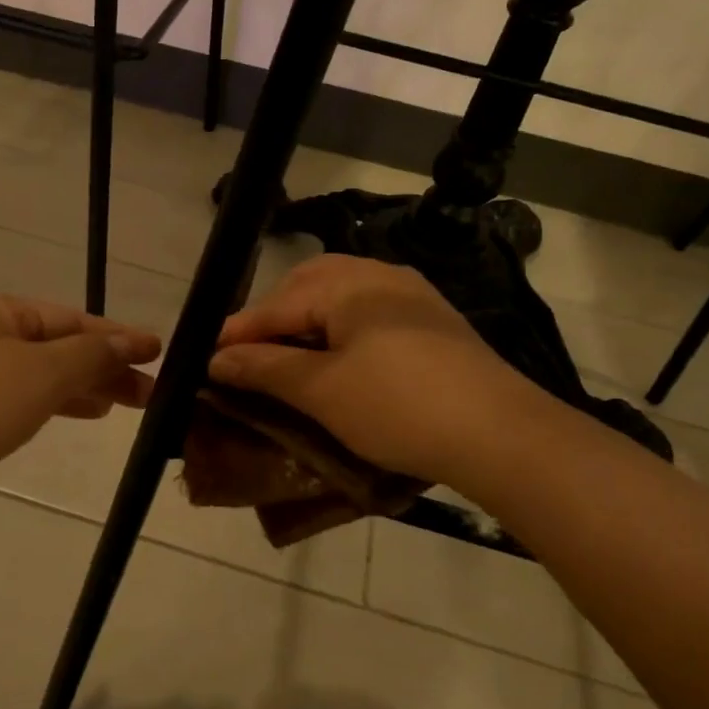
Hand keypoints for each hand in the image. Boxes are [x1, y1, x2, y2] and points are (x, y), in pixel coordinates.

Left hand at [0, 293, 161, 521]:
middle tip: (147, 394)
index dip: (119, 336)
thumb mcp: (41, 373)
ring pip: (36, 375)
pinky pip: (13, 400)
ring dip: (78, 387)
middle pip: (56, 346)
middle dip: (102, 366)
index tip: (159, 354)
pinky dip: (47, 405)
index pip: (73, 318)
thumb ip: (91, 355)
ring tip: (116, 407)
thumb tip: (132, 340)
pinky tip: (67, 417)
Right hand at [208, 254, 530, 484]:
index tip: (207, 357)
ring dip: (309, 321)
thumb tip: (217, 357)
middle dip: (275, 317)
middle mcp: (379, 274)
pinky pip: (370, 311)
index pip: (277, 304)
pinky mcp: (433, 320)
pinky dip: (342, 329)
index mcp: (348, 284)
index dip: (239, 332)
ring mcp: (412, 294)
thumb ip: (266, 367)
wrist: (501, 433)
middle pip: (308, 285)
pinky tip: (340, 359)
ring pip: (341, 295)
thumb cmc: (399, 407)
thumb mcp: (323, 391)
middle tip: (250, 354)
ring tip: (290, 358)